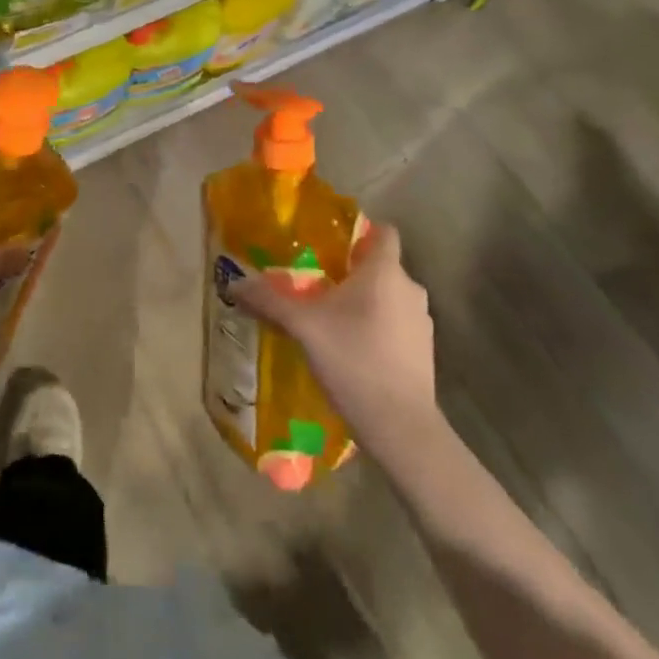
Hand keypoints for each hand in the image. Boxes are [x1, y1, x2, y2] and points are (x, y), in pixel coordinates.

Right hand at [235, 223, 439, 440]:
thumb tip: (234, 283)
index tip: (332, 241)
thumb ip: (269, 300)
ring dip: (365, 301)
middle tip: (317, 279)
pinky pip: (396, 324)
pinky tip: (350, 348)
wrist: (401, 428)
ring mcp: (422, 323)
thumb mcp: (303, 326)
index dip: (361, 230)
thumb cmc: (354, 360)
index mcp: (384, 272)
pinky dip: (377, 327)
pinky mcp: (424, 353)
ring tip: (330, 316)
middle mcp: (409, 289)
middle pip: (381, 266)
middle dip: (352, 270)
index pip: (383, 231)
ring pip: (389, 296)